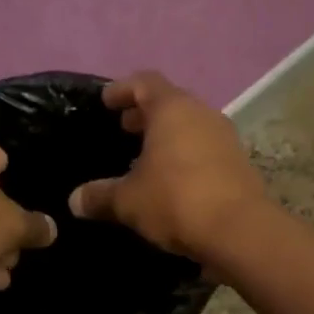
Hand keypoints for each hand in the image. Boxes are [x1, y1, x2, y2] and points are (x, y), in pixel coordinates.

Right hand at [67, 71, 269, 259]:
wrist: (239, 231)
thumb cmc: (176, 200)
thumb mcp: (128, 201)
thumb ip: (99, 196)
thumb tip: (74, 200)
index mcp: (172, 109)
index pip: (144, 82)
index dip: (122, 89)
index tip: (106, 102)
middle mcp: (201, 114)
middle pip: (169, 102)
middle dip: (144, 113)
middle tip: (124, 128)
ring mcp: (224, 137)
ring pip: (189, 126)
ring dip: (167, 136)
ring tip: (144, 157)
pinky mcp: (238, 163)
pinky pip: (204, 148)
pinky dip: (185, 155)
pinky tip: (171, 179)